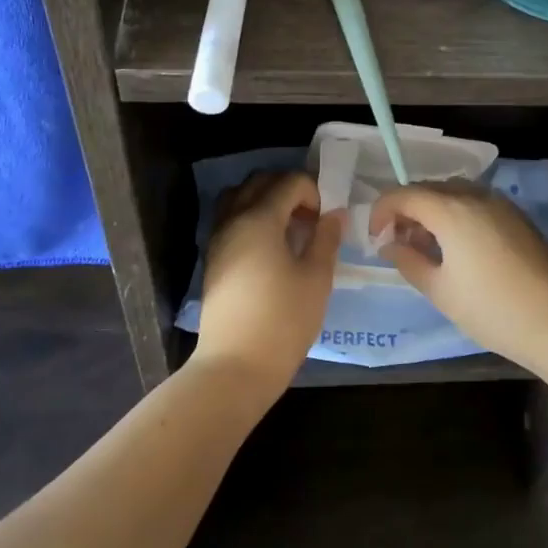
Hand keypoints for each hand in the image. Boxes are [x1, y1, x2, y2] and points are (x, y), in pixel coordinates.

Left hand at [195, 170, 343, 392]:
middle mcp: (233, 219)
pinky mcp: (213, 259)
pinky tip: (270, 247)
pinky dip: (250, 217)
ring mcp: (218, 239)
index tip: (325, 219)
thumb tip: (334, 214)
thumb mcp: (317, 279)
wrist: (235, 366)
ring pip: (238, 197)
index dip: (313, 191)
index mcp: (259, 219)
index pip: (289, 182)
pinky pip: (230, 219)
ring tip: (288, 228)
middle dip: (288, 189)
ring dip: (265, 200)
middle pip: (259, 181)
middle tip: (310, 216)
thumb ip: (326, 239)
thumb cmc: (283, 320)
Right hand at [368, 181, 547, 367]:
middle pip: (429, 189)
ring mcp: (500, 204)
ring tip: (427, 247)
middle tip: (398, 244)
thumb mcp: (440, 290)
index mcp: (451, 210)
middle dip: (406, 210)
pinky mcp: (517, 217)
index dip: (381, 212)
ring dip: (433, 211)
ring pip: (454, 194)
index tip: (376, 239)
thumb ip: (408, 261)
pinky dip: (457, 215)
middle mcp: (475, 196)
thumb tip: (389, 244)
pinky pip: (476, 204)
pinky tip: (459, 248)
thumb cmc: (491, 309)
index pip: (403, 194)